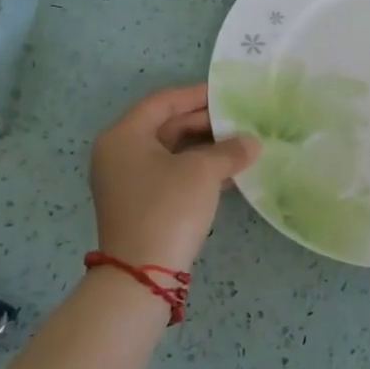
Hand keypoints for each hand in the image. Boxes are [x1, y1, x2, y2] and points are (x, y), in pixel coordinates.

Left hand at [90, 84, 258, 273]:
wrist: (142, 273)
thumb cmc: (168, 208)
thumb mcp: (202, 172)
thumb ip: (229, 150)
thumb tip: (251, 143)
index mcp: (123, 136)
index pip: (162, 102)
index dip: (196, 95)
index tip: (228, 94)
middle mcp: (118, 153)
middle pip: (165, 126)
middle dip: (204, 123)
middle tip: (239, 121)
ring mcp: (126, 181)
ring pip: (170, 152)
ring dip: (204, 147)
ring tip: (240, 145)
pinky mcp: (138, 204)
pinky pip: (170, 174)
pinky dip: (196, 169)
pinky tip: (227, 173)